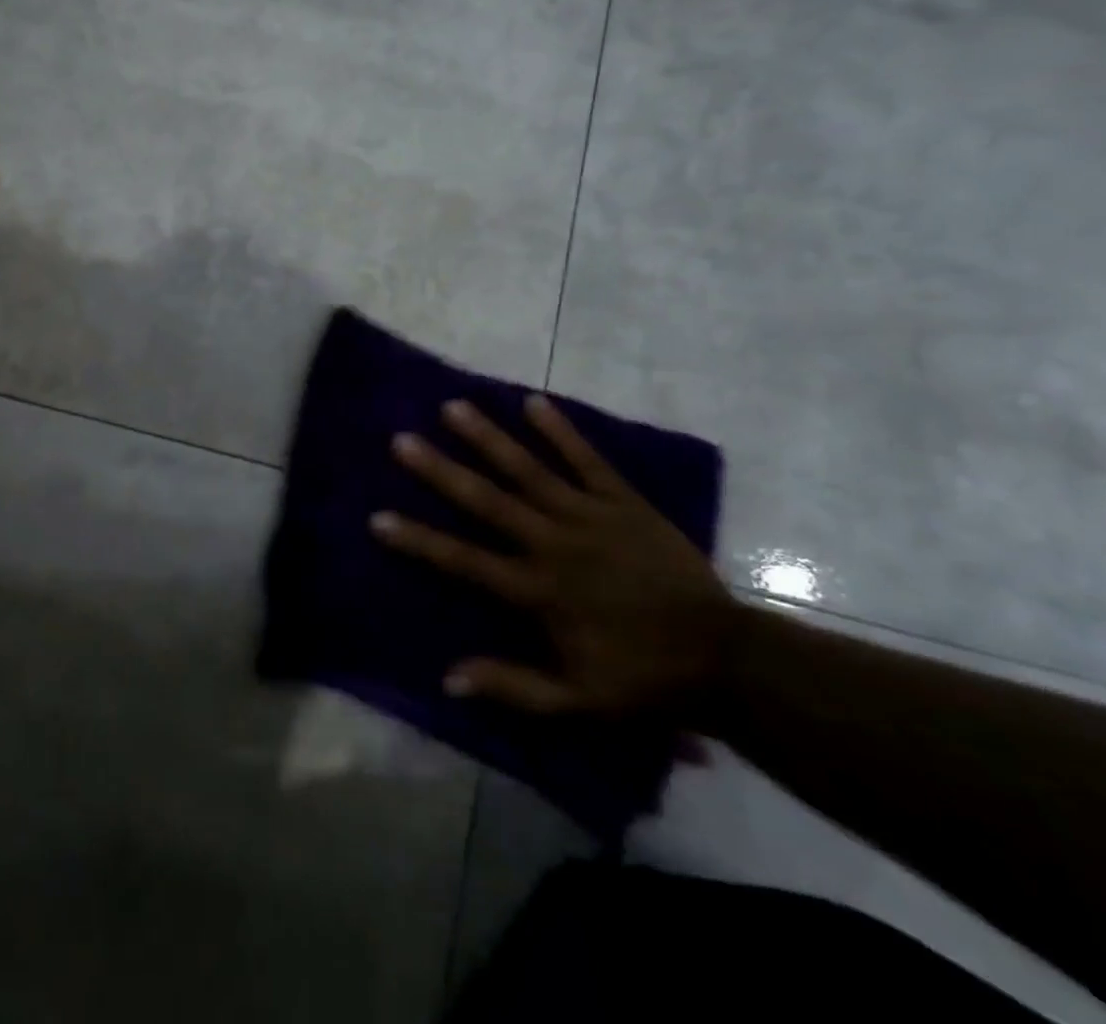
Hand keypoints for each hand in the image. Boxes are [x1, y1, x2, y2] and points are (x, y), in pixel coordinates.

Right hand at [372, 395, 738, 720]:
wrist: (727, 660)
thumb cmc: (643, 680)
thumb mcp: (577, 703)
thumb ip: (512, 688)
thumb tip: (447, 678)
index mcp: (538, 591)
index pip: (464, 562)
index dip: (419, 540)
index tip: (378, 518)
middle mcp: (554, 544)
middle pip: (487, 502)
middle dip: (440, 470)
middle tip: (402, 440)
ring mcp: (590, 517)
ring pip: (529, 470)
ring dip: (488, 438)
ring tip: (453, 406)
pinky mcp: (624, 502)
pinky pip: (588, 460)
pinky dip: (561, 431)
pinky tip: (534, 401)